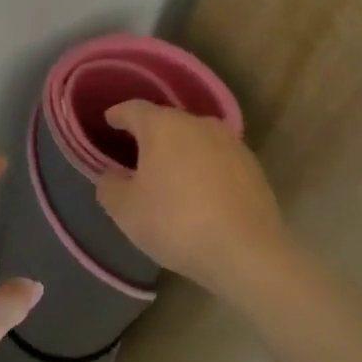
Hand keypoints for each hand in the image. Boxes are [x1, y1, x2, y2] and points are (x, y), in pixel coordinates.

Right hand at [94, 103, 289, 300]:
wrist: (247, 252)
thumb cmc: (176, 223)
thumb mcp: (126, 211)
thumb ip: (109, 186)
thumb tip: (112, 175)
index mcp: (163, 126)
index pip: (133, 109)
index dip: (118, 115)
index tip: (109, 121)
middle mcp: (198, 123)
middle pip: (167, 121)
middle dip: (150, 134)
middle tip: (136, 153)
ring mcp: (230, 142)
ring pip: (195, 138)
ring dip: (180, 151)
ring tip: (169, 173)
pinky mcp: (252, 165)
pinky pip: (217, 158)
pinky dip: (204, 167)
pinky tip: (200, 191)